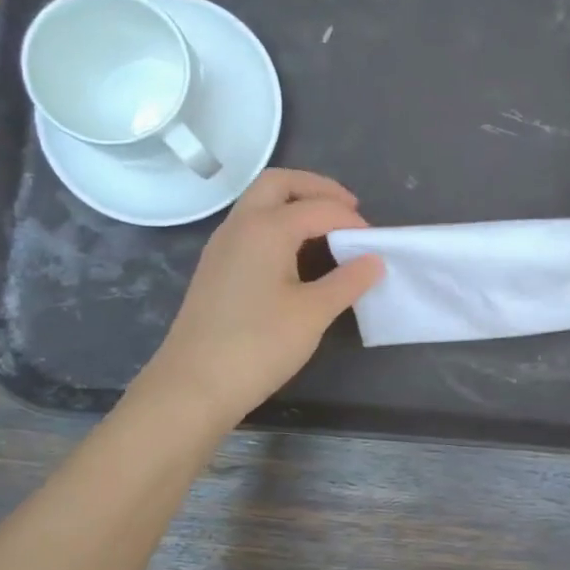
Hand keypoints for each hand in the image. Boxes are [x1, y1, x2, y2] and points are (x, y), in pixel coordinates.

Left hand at [139, 169, 382, 428]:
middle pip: (279, 184)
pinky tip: (298, 255)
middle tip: (348, 209)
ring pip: (260, 203)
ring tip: (328, 230)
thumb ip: (348, 281)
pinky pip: (251, 227)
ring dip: (295, 204)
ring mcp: (223, 246)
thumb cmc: (258, 345)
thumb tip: (374, 260)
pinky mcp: (216, 268)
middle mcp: (240, 225)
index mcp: (265, 228)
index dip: (351, 220)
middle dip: (316, 188)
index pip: (318, 208)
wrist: (193, 385)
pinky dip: (279, 225)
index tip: (376, 241)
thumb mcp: (313, 313)